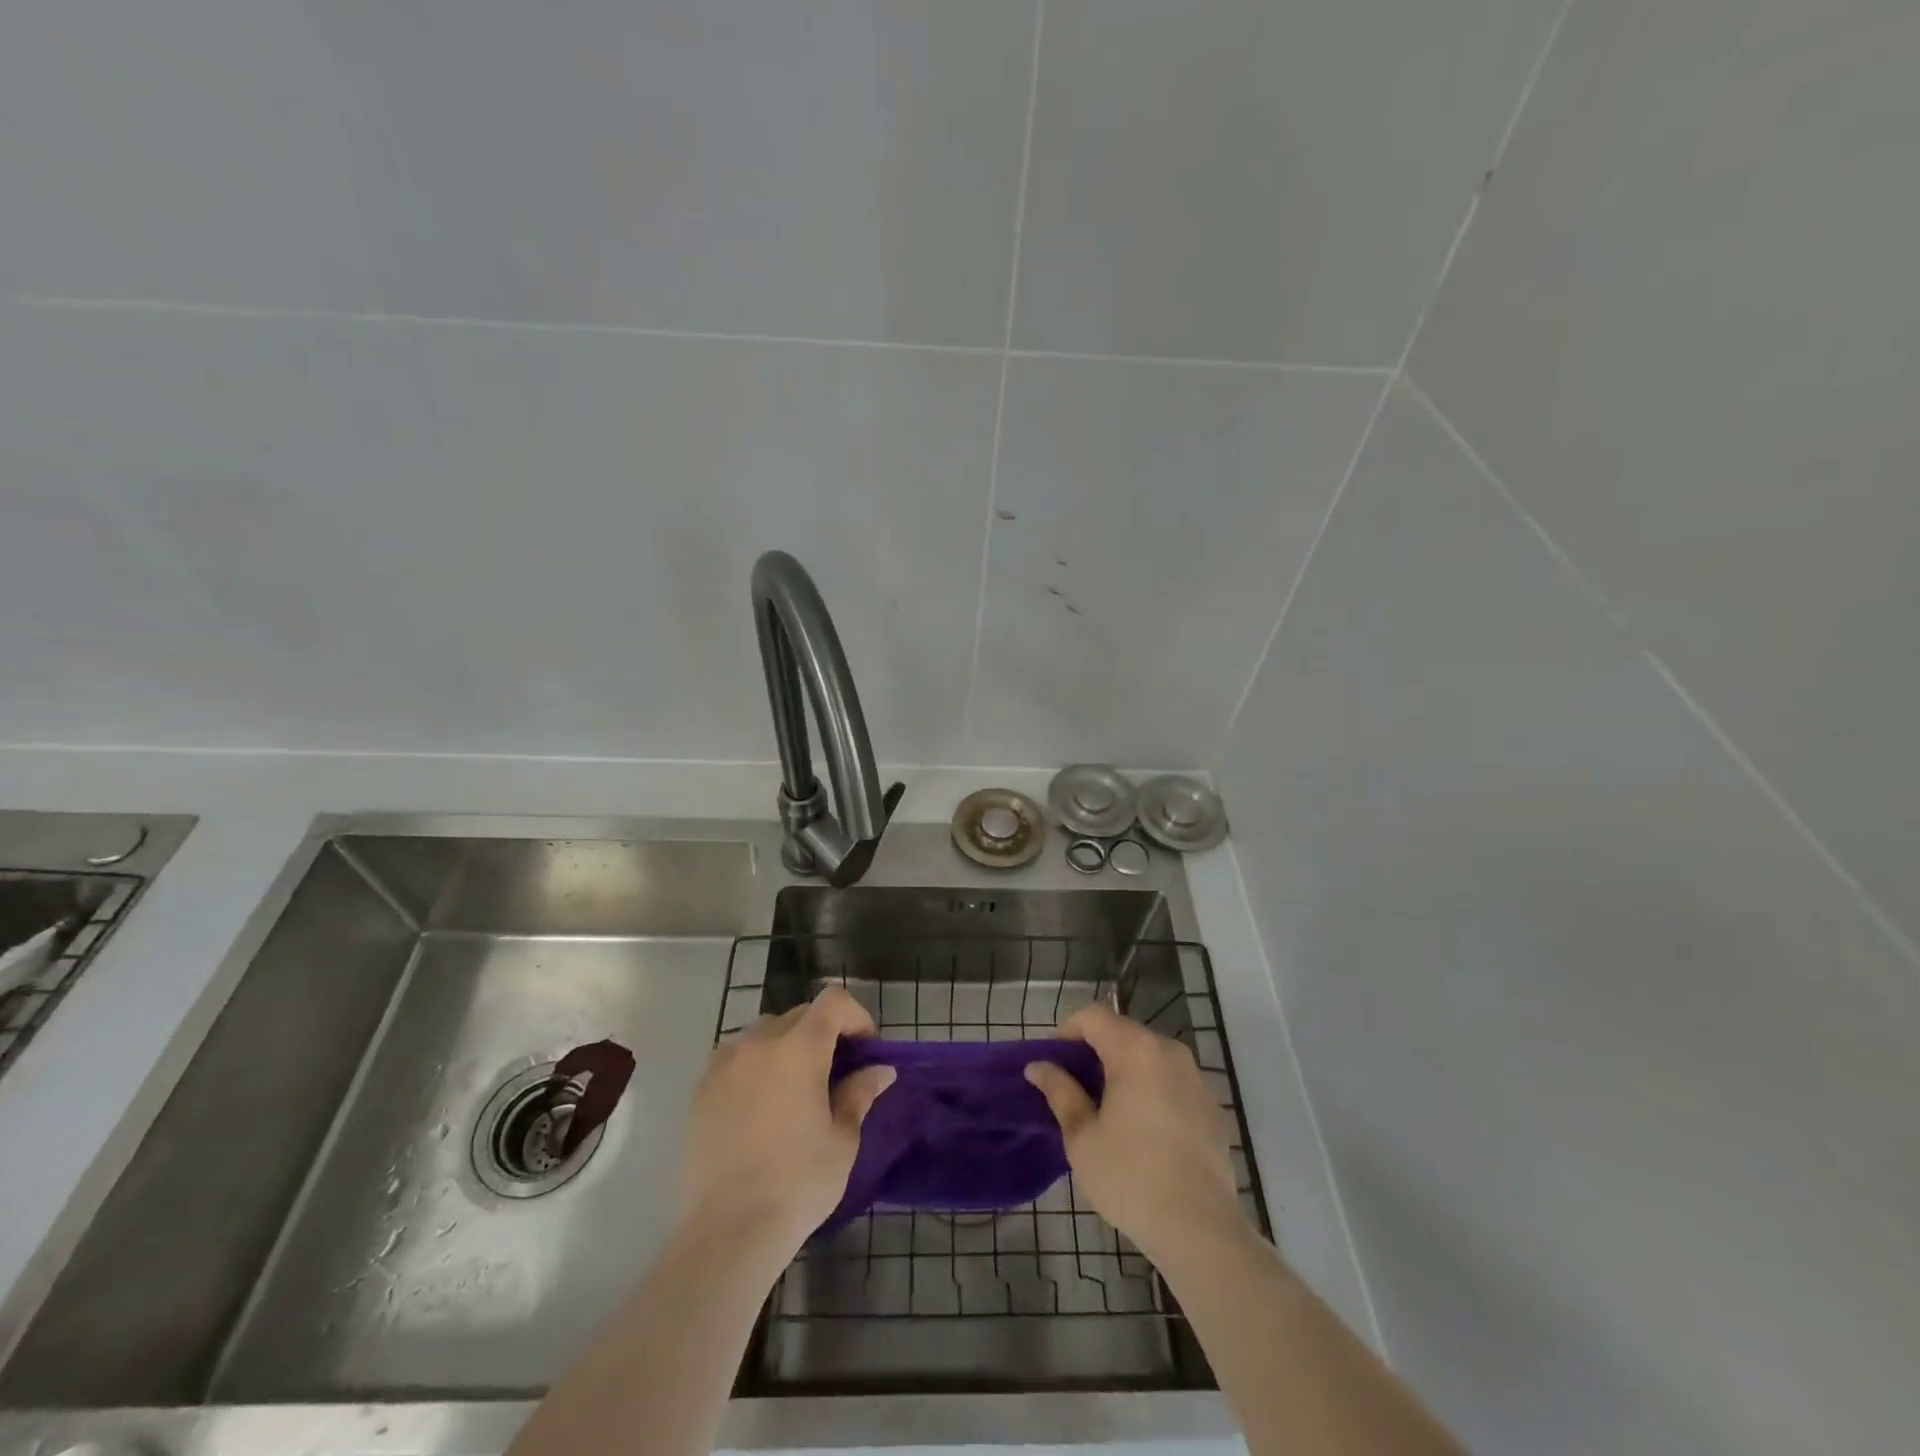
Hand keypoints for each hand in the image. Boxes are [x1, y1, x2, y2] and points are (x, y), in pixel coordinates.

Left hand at [678, 986, 894, 1253]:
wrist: (727, 1232)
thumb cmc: (797, 1183)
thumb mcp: (842, 1140)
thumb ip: (860, 1094)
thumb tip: (879, 1070)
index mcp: (798, 1048)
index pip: (833, 1001)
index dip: (856, 1017)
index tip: (865, 1051)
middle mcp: (758, 1043)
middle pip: (799, 1015)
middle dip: (824, 1034)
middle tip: (836, 1074)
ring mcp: (724, 1064)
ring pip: (765, 1034)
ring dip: (788, 1047)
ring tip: (795, 1090)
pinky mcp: (700, 1090)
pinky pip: (736, 1059)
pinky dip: (756, 1068)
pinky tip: (761, 1109)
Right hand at [1025, 1003, 1245, 1259]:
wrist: (1201, 1230)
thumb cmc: (1130, 1177)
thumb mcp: (1082, 1136)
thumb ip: (1060, 1092)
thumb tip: (1038, 1067)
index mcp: (1136, 1050)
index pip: (1093, 1016)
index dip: (1067, 1031)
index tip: (1054, 1063)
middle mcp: (1169, 1051)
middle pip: (1123, 1032)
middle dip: (1096, 1051)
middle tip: (1076, 1089)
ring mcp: (1196, 1078)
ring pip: (1150, 1056)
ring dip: (1125, 1070)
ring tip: (1109, 1110)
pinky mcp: (1213, 1106)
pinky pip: (1173, 1082)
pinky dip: (1153, 1090)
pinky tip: (1145, 1132)